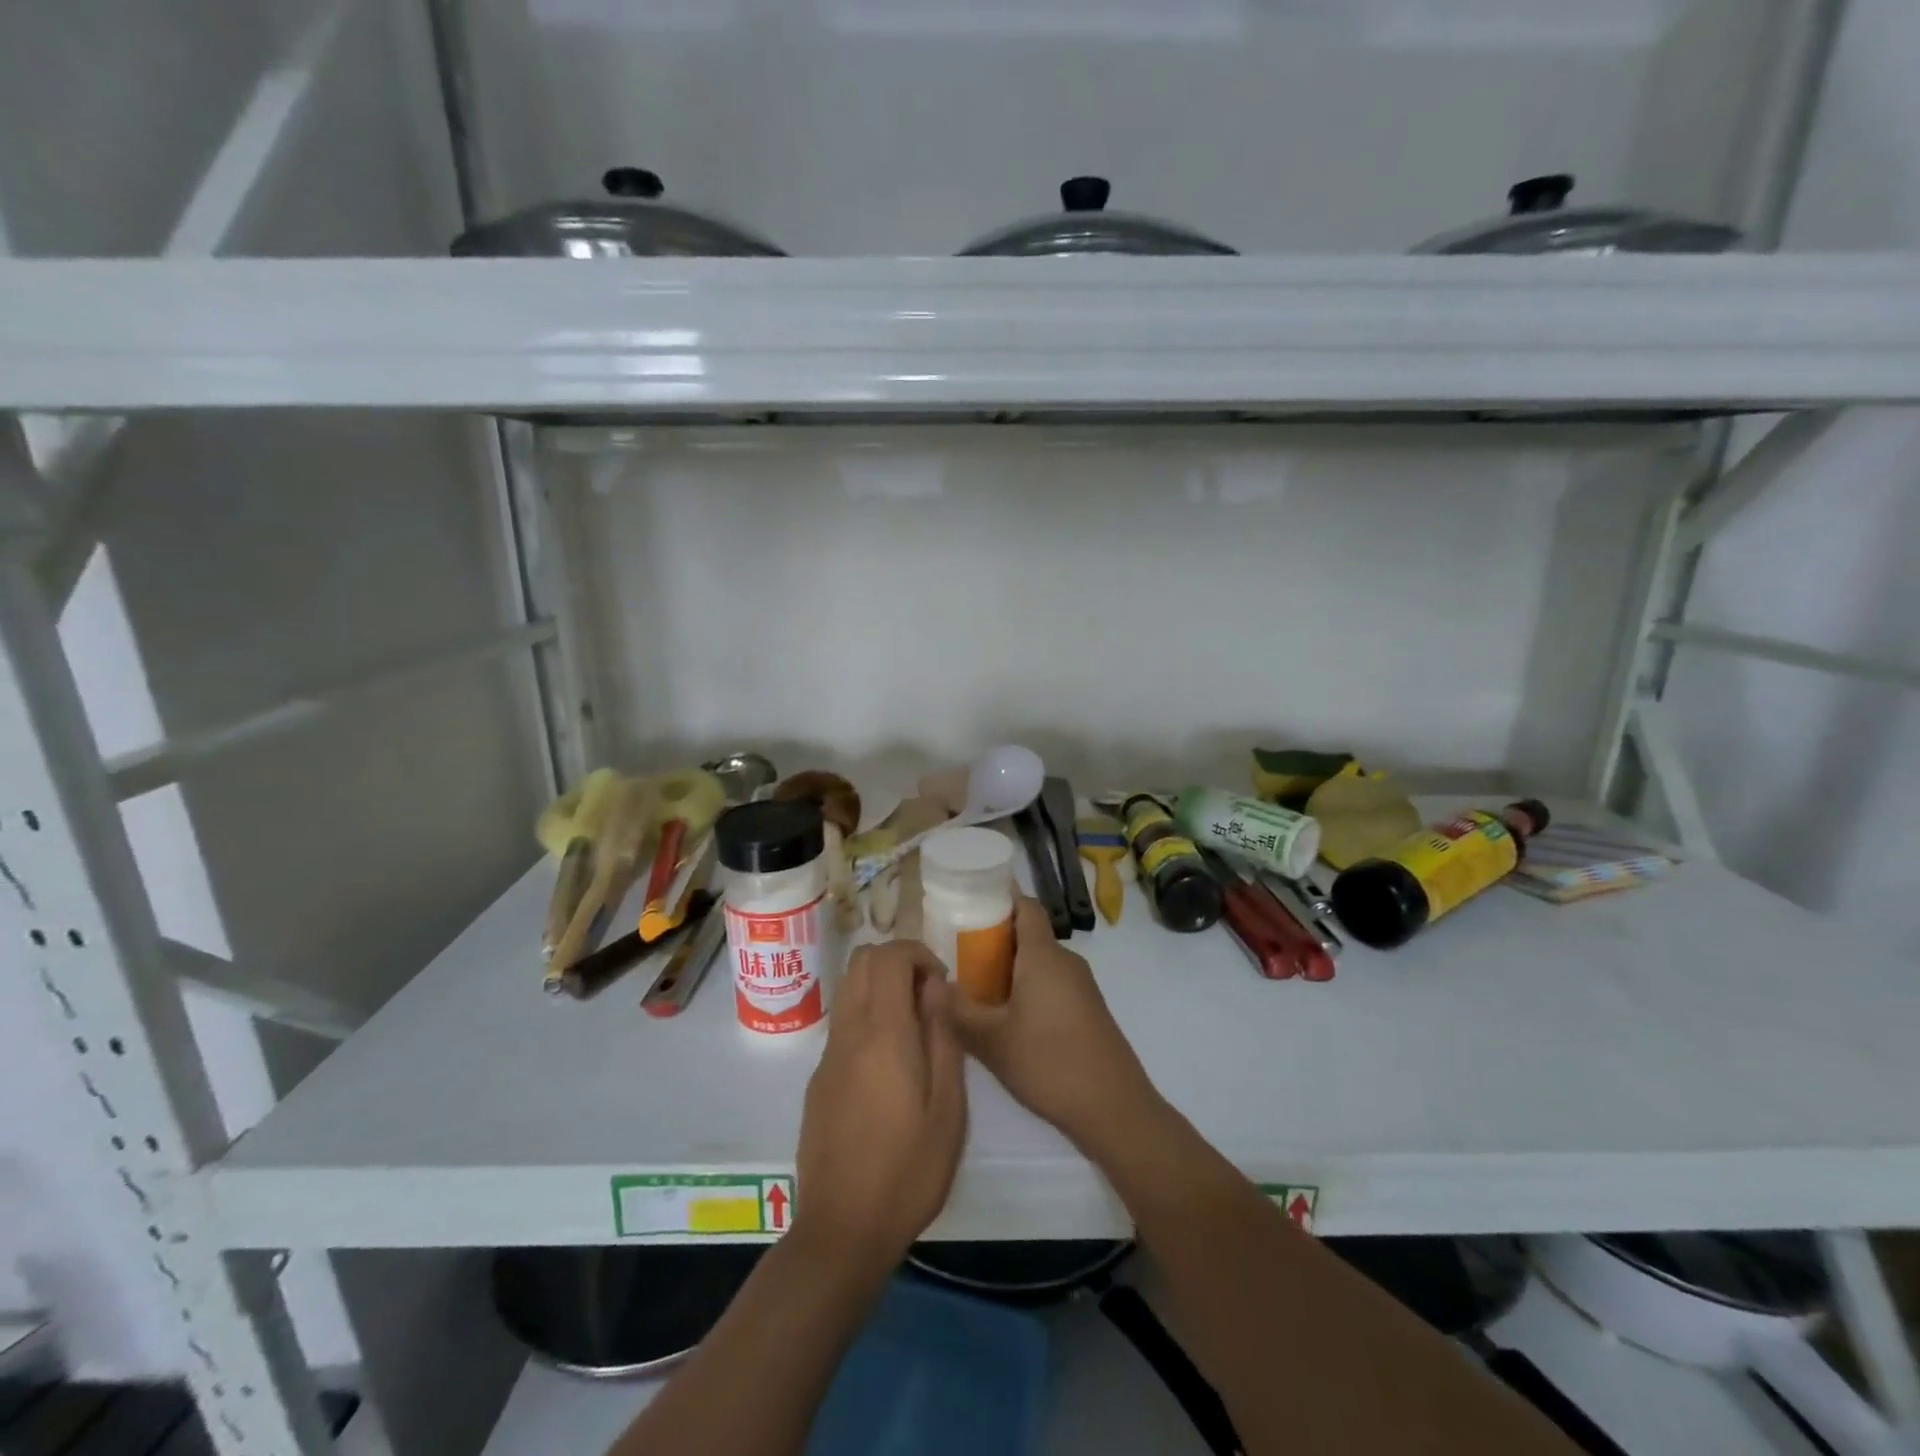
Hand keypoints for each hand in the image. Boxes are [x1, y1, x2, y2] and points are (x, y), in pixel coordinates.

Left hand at [793, 940, 966, 1272]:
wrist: (842, 1230)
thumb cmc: (909, 1171)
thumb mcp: (948, 1107)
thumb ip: (943, 1036)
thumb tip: (935, 987)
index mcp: (883, 1034)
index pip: (888, 956)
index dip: (917, 953)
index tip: (941, 982)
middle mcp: (849, 1032)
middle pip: (861, 960)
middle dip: (897, 961)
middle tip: (928, 996)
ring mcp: (828, 1055)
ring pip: (848, 988)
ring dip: (879, 986)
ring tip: (913, 1027)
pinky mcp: (818, 1078)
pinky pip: (842, 1022)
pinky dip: (867, 1015)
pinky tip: (890, 1063)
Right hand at [947, 897, 1163, 1158]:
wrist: (1114, 1108)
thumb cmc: (1049, 1063)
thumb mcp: (991, 1040)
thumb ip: (958, 1009)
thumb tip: (934, 985)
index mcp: (1043, 955)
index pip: (1025, 905)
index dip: (999, 900)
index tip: (968, 908)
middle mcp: (1066, 961)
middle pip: (1029, 935)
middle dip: (994, 942)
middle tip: (959, 958)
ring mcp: (1082, 986)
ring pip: (1040, 963)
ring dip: (1010, 971)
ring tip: (975, 992)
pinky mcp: (1089, 1011)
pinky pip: (1052, 985)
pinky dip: (1028, 991)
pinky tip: (1007, 1022)